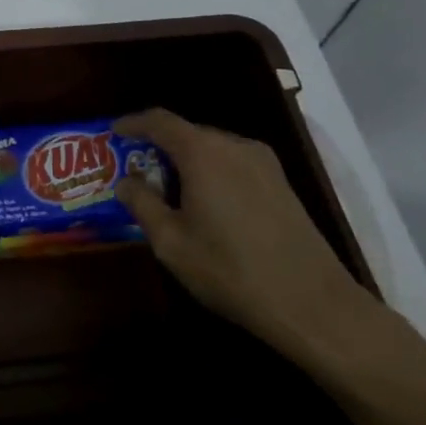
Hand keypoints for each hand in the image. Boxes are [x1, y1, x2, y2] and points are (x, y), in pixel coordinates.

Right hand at [112, 109, 372, 359]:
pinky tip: (204, 202)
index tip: (113, 133)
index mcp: (204, 152)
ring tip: (166, 188)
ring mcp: (264, 163)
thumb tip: (126, 181)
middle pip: (187, 132)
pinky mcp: (281, 184)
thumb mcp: (171, 242)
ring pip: (213, 148)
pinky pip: (234, 164)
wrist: (312, 304)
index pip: (160, 121)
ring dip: (186, 161)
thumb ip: (142, 204)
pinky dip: (210, 172)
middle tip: (135, 169)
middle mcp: (235, 146)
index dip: (133, 123)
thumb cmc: (230, 270)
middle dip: (158, 146)